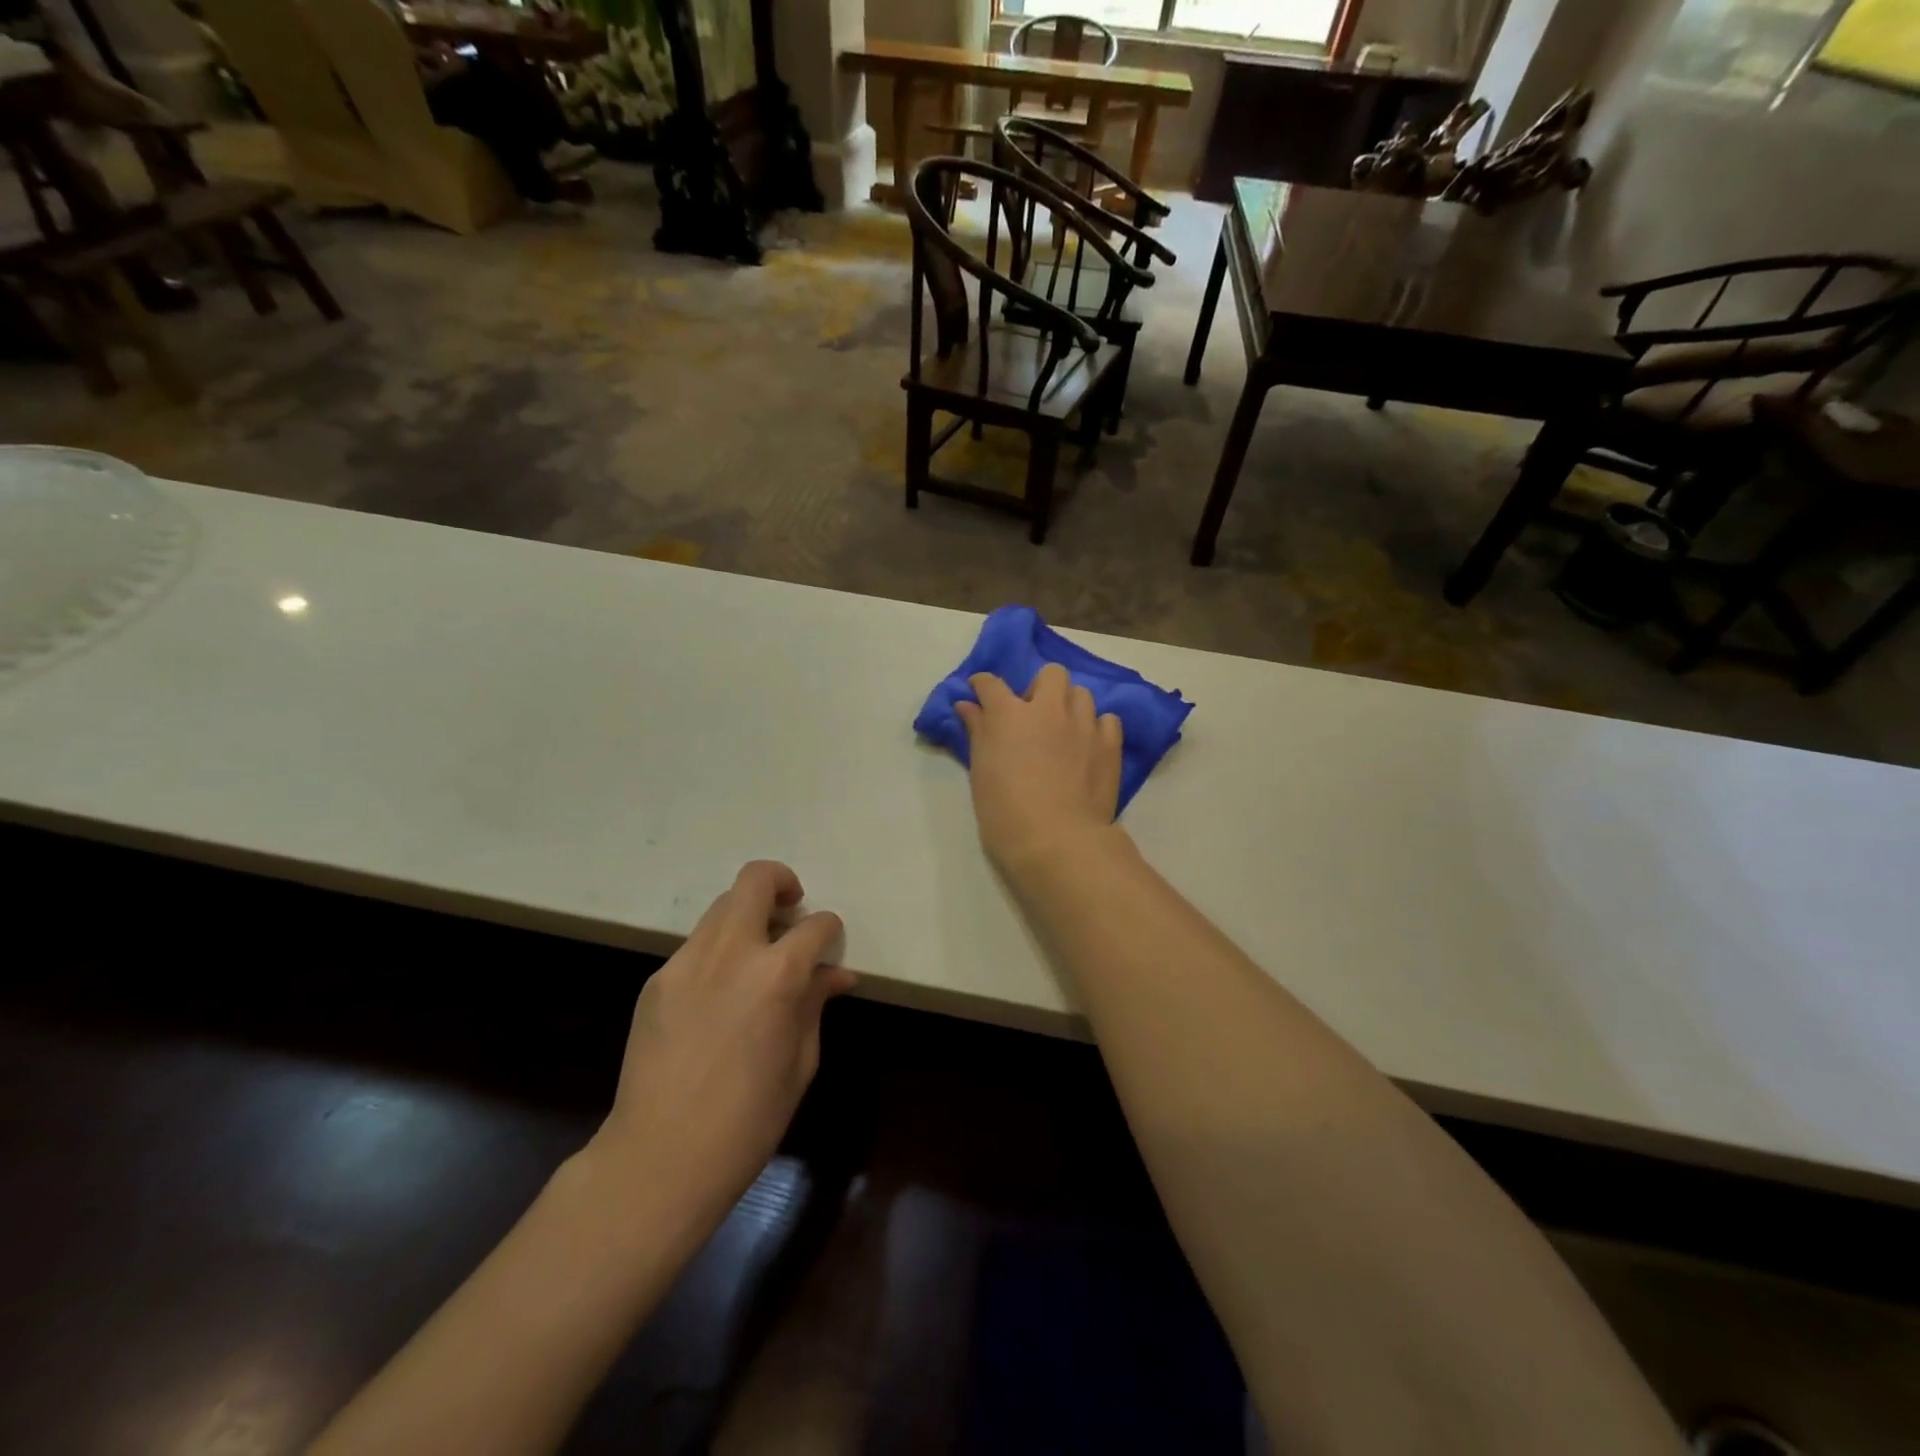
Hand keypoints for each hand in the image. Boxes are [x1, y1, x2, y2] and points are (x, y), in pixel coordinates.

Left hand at [591, 861, 853, 1225]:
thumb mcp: (800, 1062)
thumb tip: (836, 974)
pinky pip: (696, 946)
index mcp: (776, 974)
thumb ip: (815, 1004)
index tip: (830, 946)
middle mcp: (730, 952)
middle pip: (755, 881)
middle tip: (791, 911)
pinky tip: (720, 994)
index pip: (814, 925)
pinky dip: (718, 952)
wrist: (660, 1158)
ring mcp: (686, 962)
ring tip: (757, 955)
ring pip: (722, 907)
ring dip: (747, 917)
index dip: (829, 930)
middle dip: (781, 883)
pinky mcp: (657, 980)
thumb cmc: (749, 1120)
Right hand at [956, 664, 1124, 876]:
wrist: (1057, 841)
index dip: (982, 685)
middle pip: (1050, 674)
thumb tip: (966, 705)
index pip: (991, 684)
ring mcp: (1083, 724)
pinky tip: (1088, 745)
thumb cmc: (1005, 812)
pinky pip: (1107, 719)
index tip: (979, 692)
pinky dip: (1096, 726)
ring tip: (1063, 730)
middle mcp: (1049, 709)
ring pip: (1081, 693)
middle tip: (1032, 716)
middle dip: (1040, 687)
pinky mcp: (1109, 744)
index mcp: (1009, 715)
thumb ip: (977, 732)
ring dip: (1069, 705)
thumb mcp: (981, 772)